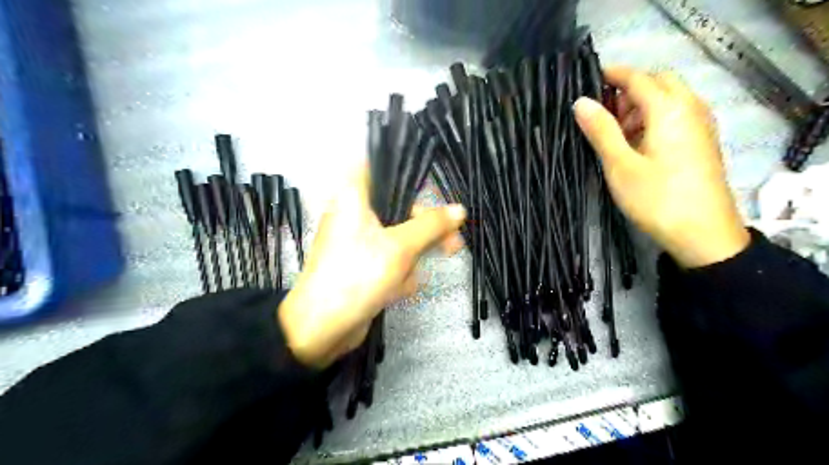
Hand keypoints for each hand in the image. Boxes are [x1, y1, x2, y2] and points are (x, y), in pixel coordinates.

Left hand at [279, 166, 465, 367]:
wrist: (322, 328)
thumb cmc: (358, 275)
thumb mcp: (401, 247)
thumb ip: (432, 226)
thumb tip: (460, 210)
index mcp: (354, 197)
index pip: (383, 169)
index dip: (409, 176)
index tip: (435, 191)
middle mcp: (355, 214)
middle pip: (399, 209)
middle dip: (425, 231)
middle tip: (452, 244)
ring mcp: (359, 241)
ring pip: (398, 238)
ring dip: (411, 259)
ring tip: (406, 278)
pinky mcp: (363, 264)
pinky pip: (390, 259)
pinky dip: (397, 273)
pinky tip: (396, 290)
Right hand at [579, 65, 751, 267]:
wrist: (703, 234)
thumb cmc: (656, 199)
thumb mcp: (620, 165)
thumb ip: (601, 131)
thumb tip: (580, 102)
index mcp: (669, 110)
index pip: (638, 78)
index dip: (612, 75)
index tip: (587, 79)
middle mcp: (690, 108)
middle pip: (658, 82)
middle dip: (629, 89)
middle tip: (603, 112)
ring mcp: (701, 124)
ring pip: (670, 98)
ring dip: (641, 104)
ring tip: (617, 131)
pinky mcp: (703, 141)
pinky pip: (678, 114)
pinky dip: (655, 117)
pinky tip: (639, 142)